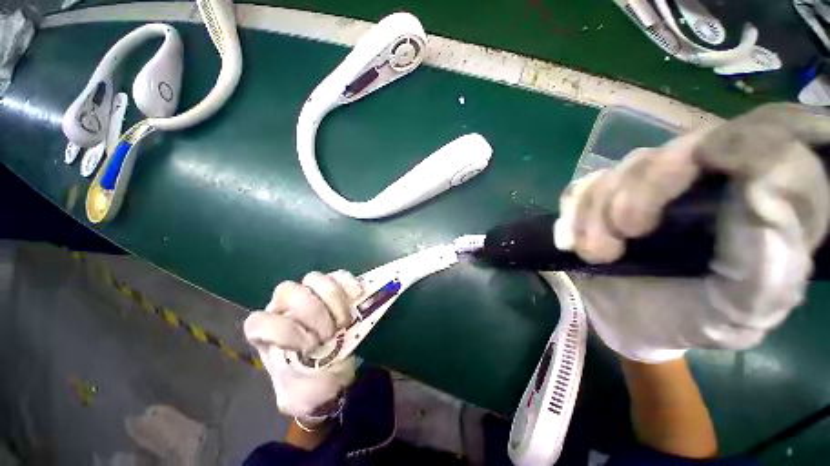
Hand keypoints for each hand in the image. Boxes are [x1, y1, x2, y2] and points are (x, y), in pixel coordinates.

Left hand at [244, 271, 362, 419]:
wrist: (333, 369)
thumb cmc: (312, 383)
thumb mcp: (300, 397)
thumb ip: (299, 393)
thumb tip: (315, 376)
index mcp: (269, 335)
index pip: (259, 321)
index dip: (283, 331)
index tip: (309, 348)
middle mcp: (285, 309)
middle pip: (289, 291)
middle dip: (313, 312)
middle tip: (330, 334)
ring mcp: (310, 294)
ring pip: (315, 279)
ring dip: (334, 299)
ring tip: (345, 321)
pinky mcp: (333, 288)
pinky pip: (340, 276)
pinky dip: (350, 285)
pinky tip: (357, 296)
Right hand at [556, 103, 829, 361]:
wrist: (638, 324)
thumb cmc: (697, 321)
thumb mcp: (744, 307)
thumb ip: (770, 258)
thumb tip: (766, 190)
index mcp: (753, 201)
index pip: (755, 136)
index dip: (717, 152)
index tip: (674, 197)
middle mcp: (703, 180)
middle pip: (666, 155)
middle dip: (630, 199)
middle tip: (609, 249)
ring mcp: (648, 187)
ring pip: (617, 172)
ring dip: (591, 213)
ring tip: (592, 255)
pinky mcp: (607, 199)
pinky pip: (582, 187)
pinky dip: (570, 211)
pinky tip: (568, 241)